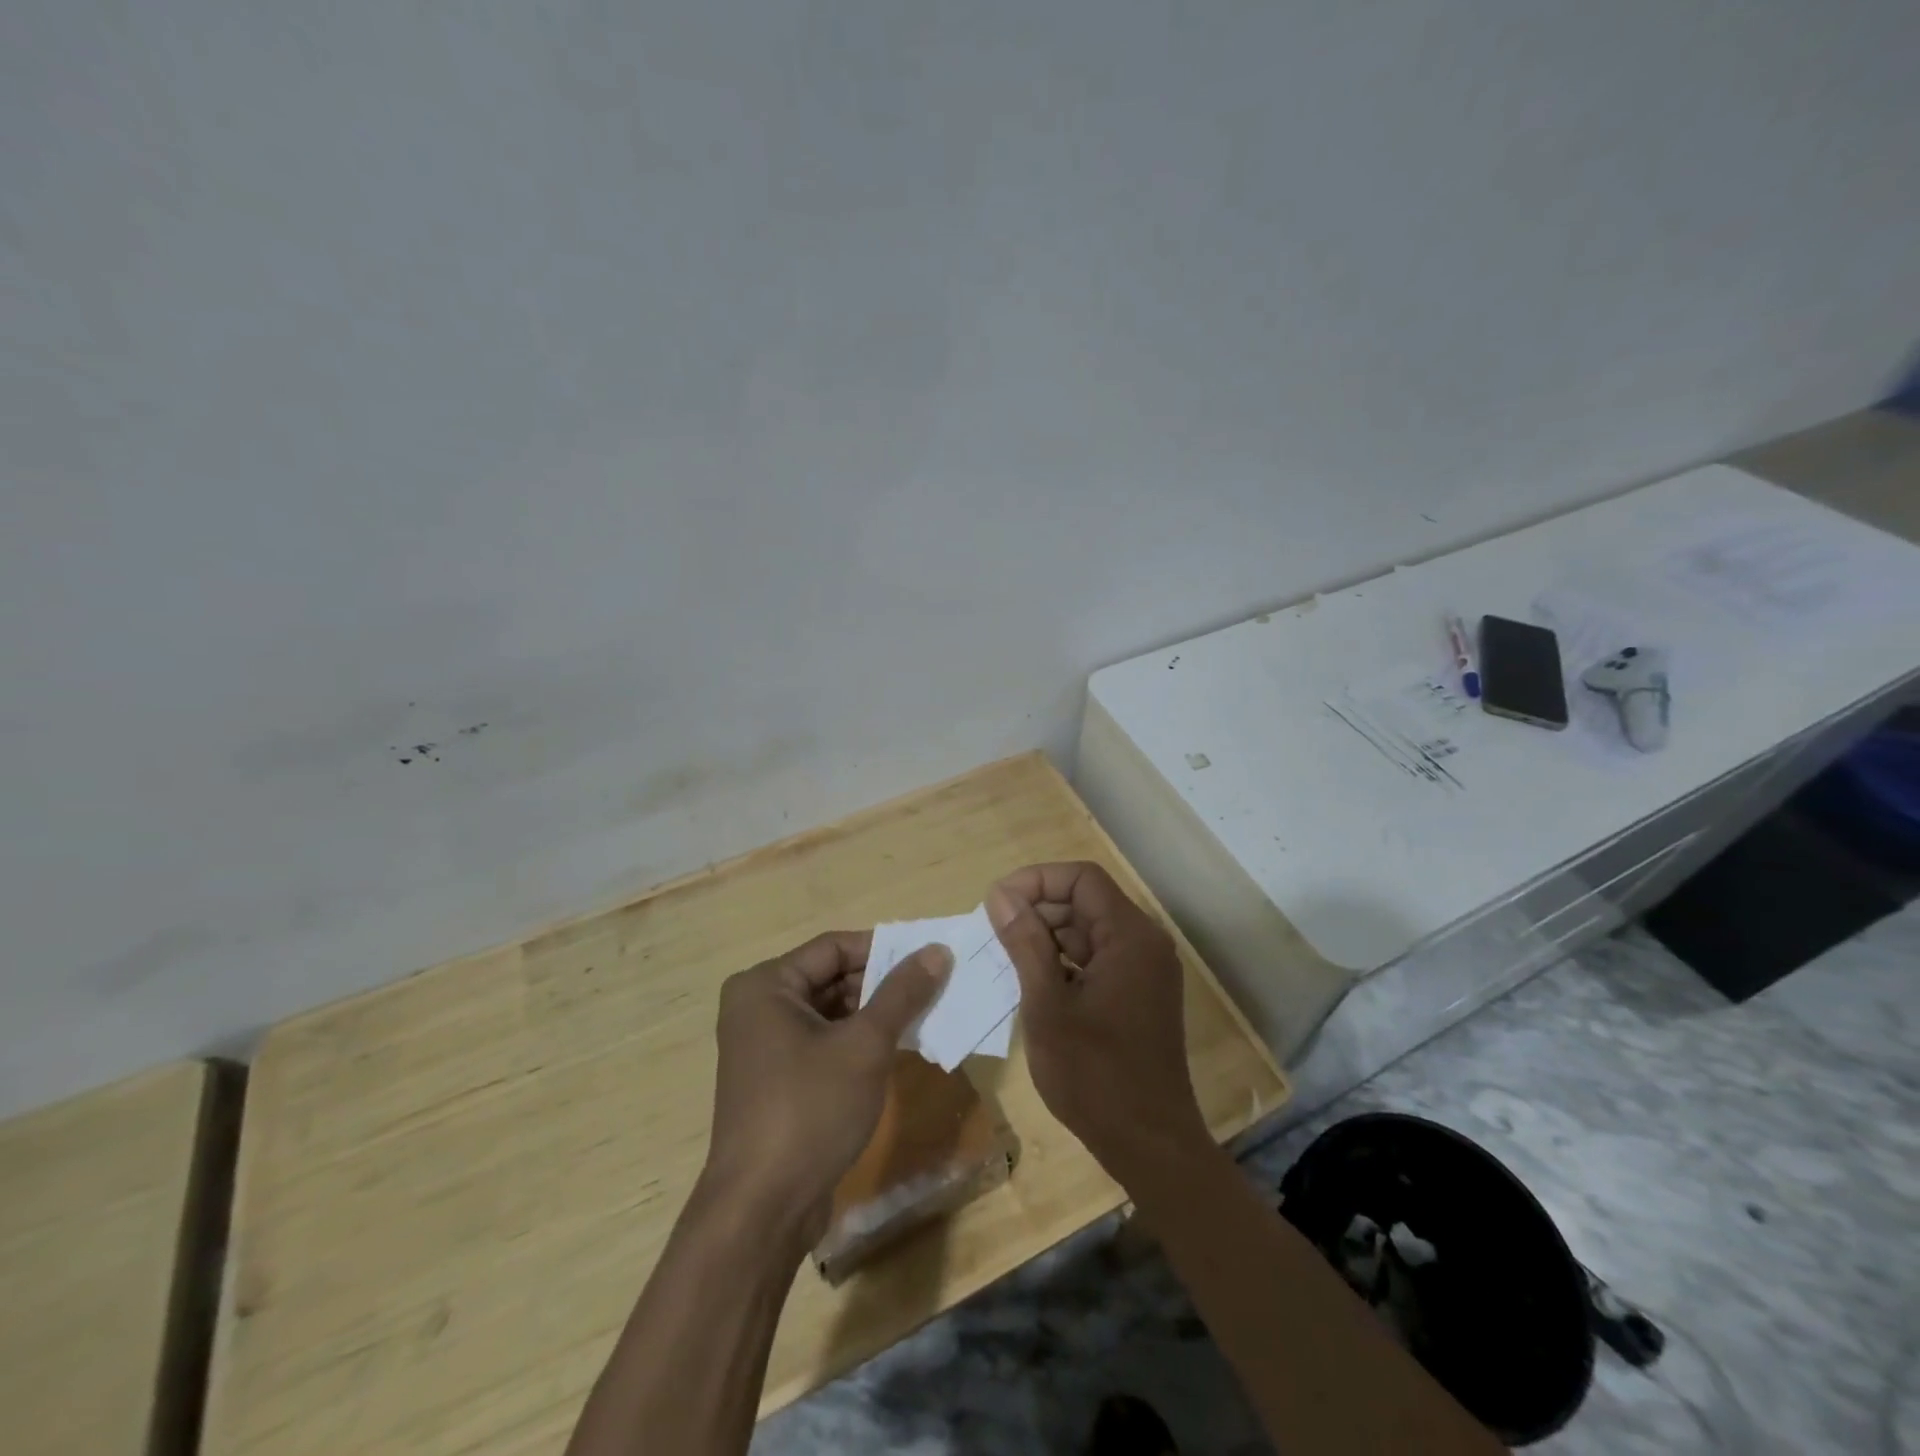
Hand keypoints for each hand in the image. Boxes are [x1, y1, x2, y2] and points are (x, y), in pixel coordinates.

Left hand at [702, 932, 949, 1248]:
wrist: (761, 1210)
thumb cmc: (810, 1111)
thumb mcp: (865, 1045)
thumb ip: (902, 993)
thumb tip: (938, 950)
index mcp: (766, 985)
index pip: (834, 947)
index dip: (883, 949)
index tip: (929, 957)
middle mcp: (759, 1007)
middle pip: (832, 977)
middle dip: (882, 984)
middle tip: (934, 987)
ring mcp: (765, 1046)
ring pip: (831, 1012)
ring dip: (875, 1014)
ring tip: (925, 1016)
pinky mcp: (778, 1080)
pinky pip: (824, 1043)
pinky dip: (858, 1042)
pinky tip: (897, 1050)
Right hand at [988, 863, 1208, 1177]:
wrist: (1149, 1145)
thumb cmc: (1095, 1075)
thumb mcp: (1047, 1005)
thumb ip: (1025, 943)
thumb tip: (1000, 895)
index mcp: (1130, 936)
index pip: (1082, 878)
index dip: (1037, 880)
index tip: (997, 902)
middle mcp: (1144, 943)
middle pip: (1086, 901)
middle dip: (1038, 908)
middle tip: (994, 933)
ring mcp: (1144, 970)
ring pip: (1089, 930)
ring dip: (1047, 936)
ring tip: (1005, 957)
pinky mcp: (1138, 994)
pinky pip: (1097, 959)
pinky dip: (1064, 962)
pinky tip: (1032, 982)